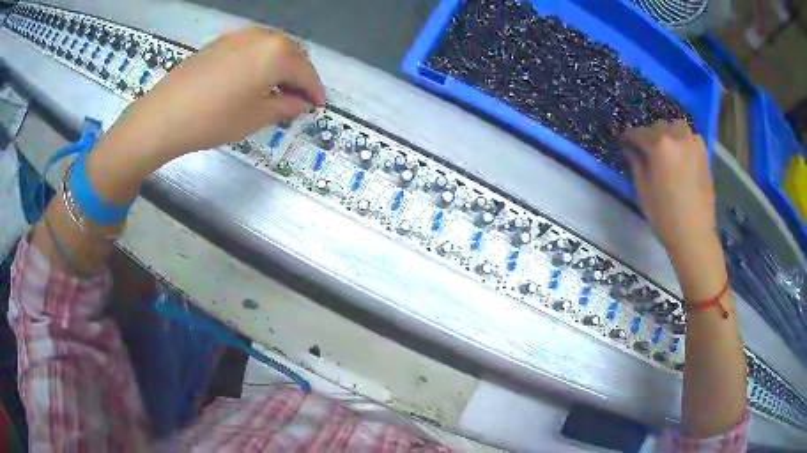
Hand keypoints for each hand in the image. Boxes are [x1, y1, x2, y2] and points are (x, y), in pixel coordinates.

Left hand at [88, 27, 324, 202]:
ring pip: (271, 48)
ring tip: (275, 89)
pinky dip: (259, 62)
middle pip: (291, 54)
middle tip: (297, 98)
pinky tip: (251, 79)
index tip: (319, 105)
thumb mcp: (256, 117)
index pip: (306, 71)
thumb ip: (285, 106)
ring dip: (279, 67)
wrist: (164, 115)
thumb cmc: (214, 119)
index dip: (315, 90)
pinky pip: (251, 48)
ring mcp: (239, 36)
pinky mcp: (221, 42)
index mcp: (277, 54)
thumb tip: (300, 103)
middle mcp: (262, 36)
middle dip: (299, 75)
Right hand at [619, 120, 716, 262]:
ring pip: (677, 127)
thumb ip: (636, 164)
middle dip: (650, 135)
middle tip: (645, 150)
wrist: (694, 234)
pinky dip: (683, 142)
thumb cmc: (664, 215)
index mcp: (659, 145)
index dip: (628, 137)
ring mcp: (693, 144)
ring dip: (669, 134)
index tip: (623, 143)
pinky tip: (681, 156)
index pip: (638, 133)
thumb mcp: (643, 190)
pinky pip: (690, 138)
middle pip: (659, 126)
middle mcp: (676, 137)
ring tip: (666, 150)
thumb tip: (631, 150)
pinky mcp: (704, 154)